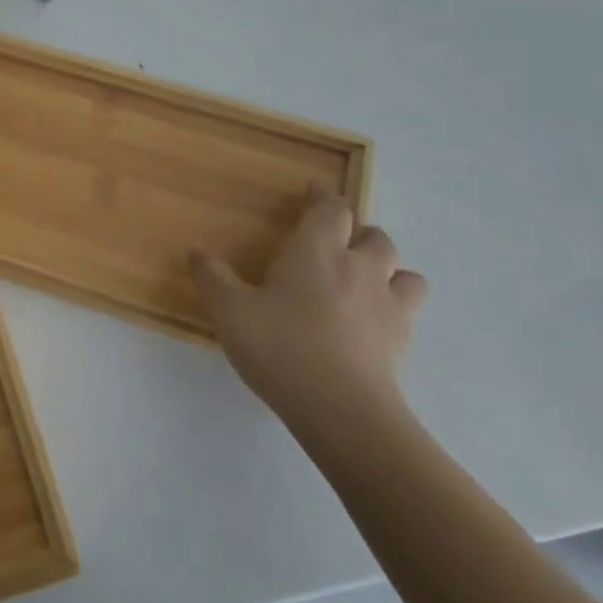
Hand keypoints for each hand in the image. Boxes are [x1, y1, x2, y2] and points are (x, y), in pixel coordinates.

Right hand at [192, 185, 427, 441]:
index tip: (311, 192)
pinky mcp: (401, 342)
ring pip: (405, 272)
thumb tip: (197, 251)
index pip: (331, 209)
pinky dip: (391, 307)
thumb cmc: (280, 346)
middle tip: (335, 242)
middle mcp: (359, 269)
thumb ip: (212, 277)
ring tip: (364, 280)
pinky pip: (406, 312)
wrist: (341, 410)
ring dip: (388, 269)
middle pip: (376, 236)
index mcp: (317, 251)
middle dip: (358, 233)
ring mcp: (387, 306)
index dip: (323, 197)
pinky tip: (368, 323)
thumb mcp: (229, 310)